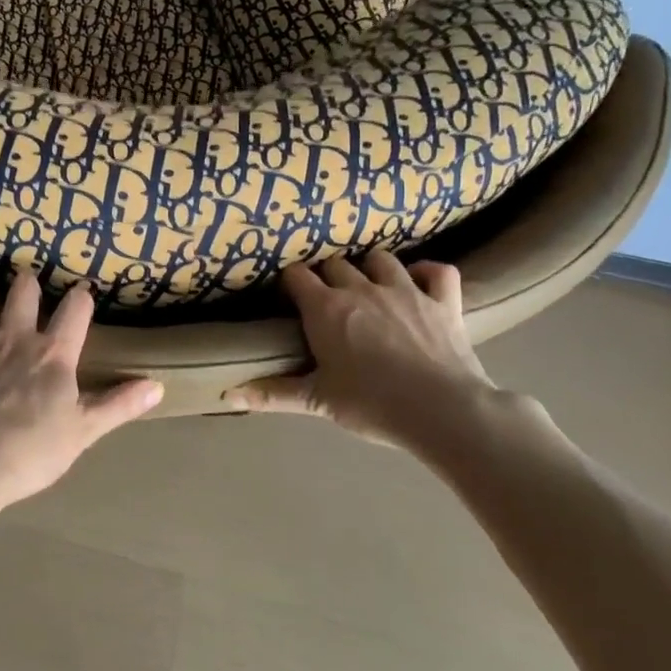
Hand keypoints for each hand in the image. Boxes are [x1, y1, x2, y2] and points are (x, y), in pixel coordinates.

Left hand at [0, 274, 163, 512]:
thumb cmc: (30, 454)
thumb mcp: (83, 432)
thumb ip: (119, 405)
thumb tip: (157, 386)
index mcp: (52, 355)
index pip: (75, 311)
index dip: (81, 298)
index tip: (83, 292)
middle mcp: (14, 338)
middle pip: (23, 294)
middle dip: (28, 284)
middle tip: (29, 282)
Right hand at [226, 252, 503, 455]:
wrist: (442, 411)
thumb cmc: (371, 404)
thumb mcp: (316, 400)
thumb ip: (271, 393)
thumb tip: (227, 394)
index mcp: (326, 308)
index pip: (297, 275)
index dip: (291, 283)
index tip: (291, 297)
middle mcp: (361, 288)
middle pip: (335, 263)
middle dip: (328, 276)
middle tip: (328, 299)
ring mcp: (405, 290)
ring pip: (381, 259)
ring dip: (371, 268)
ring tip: (369, 286)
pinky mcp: (443, 301)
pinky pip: (438, 271)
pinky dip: (428, 273)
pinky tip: (421, 284)